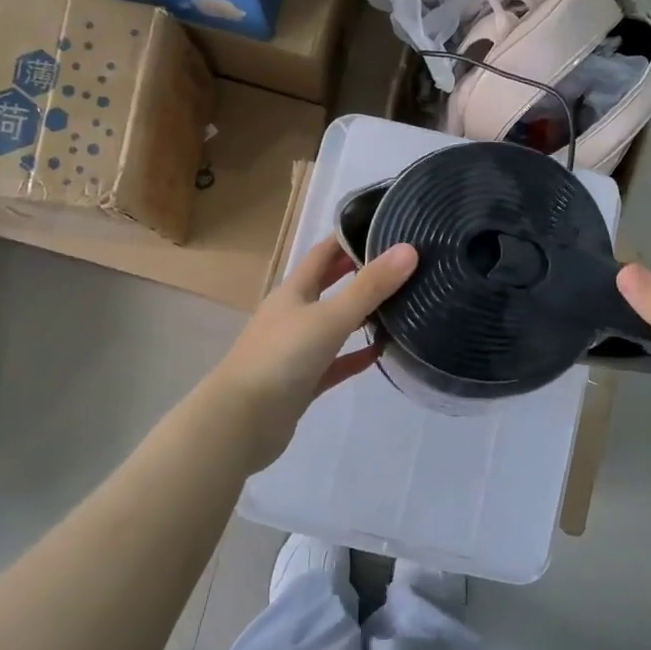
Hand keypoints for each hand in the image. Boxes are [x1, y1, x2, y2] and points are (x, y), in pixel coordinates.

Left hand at [210, 236, 418, 467]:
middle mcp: (292, 315)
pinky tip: (381, 353)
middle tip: (396, 265)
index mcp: (293, 292)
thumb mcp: (330, 317)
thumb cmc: (282, 358)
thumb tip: (409, 250)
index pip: (323, 254)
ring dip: (359, 316)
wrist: (242, 421)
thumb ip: (369, 287)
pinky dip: (355, 356)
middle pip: (327, 287)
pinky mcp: (302, 382)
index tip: (382, 228)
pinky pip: (335, 363)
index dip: (348, 239)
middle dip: (356, 273)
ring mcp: (296, 350)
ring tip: (398, 305)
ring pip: (333, 326)